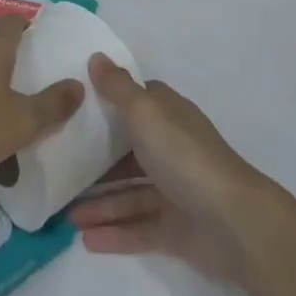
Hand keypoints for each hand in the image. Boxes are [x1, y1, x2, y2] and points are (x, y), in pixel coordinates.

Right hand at [69, 56, 278, 283]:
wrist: (233, 221)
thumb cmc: (185, 156)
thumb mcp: (145, 112)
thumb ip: (118, 88)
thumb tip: (96, 56)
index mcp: (168, 116)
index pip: (138, 101)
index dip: (111, 100)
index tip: (78, 105)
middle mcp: (171, 148)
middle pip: (129, 149)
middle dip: (98, 158)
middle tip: (61, 165)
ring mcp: (174, 189)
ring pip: (130, 192)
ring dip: (100, 201)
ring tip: (64, 214)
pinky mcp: (176, 227)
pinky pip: (138, 226)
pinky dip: (114, 231)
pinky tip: (85, 239)